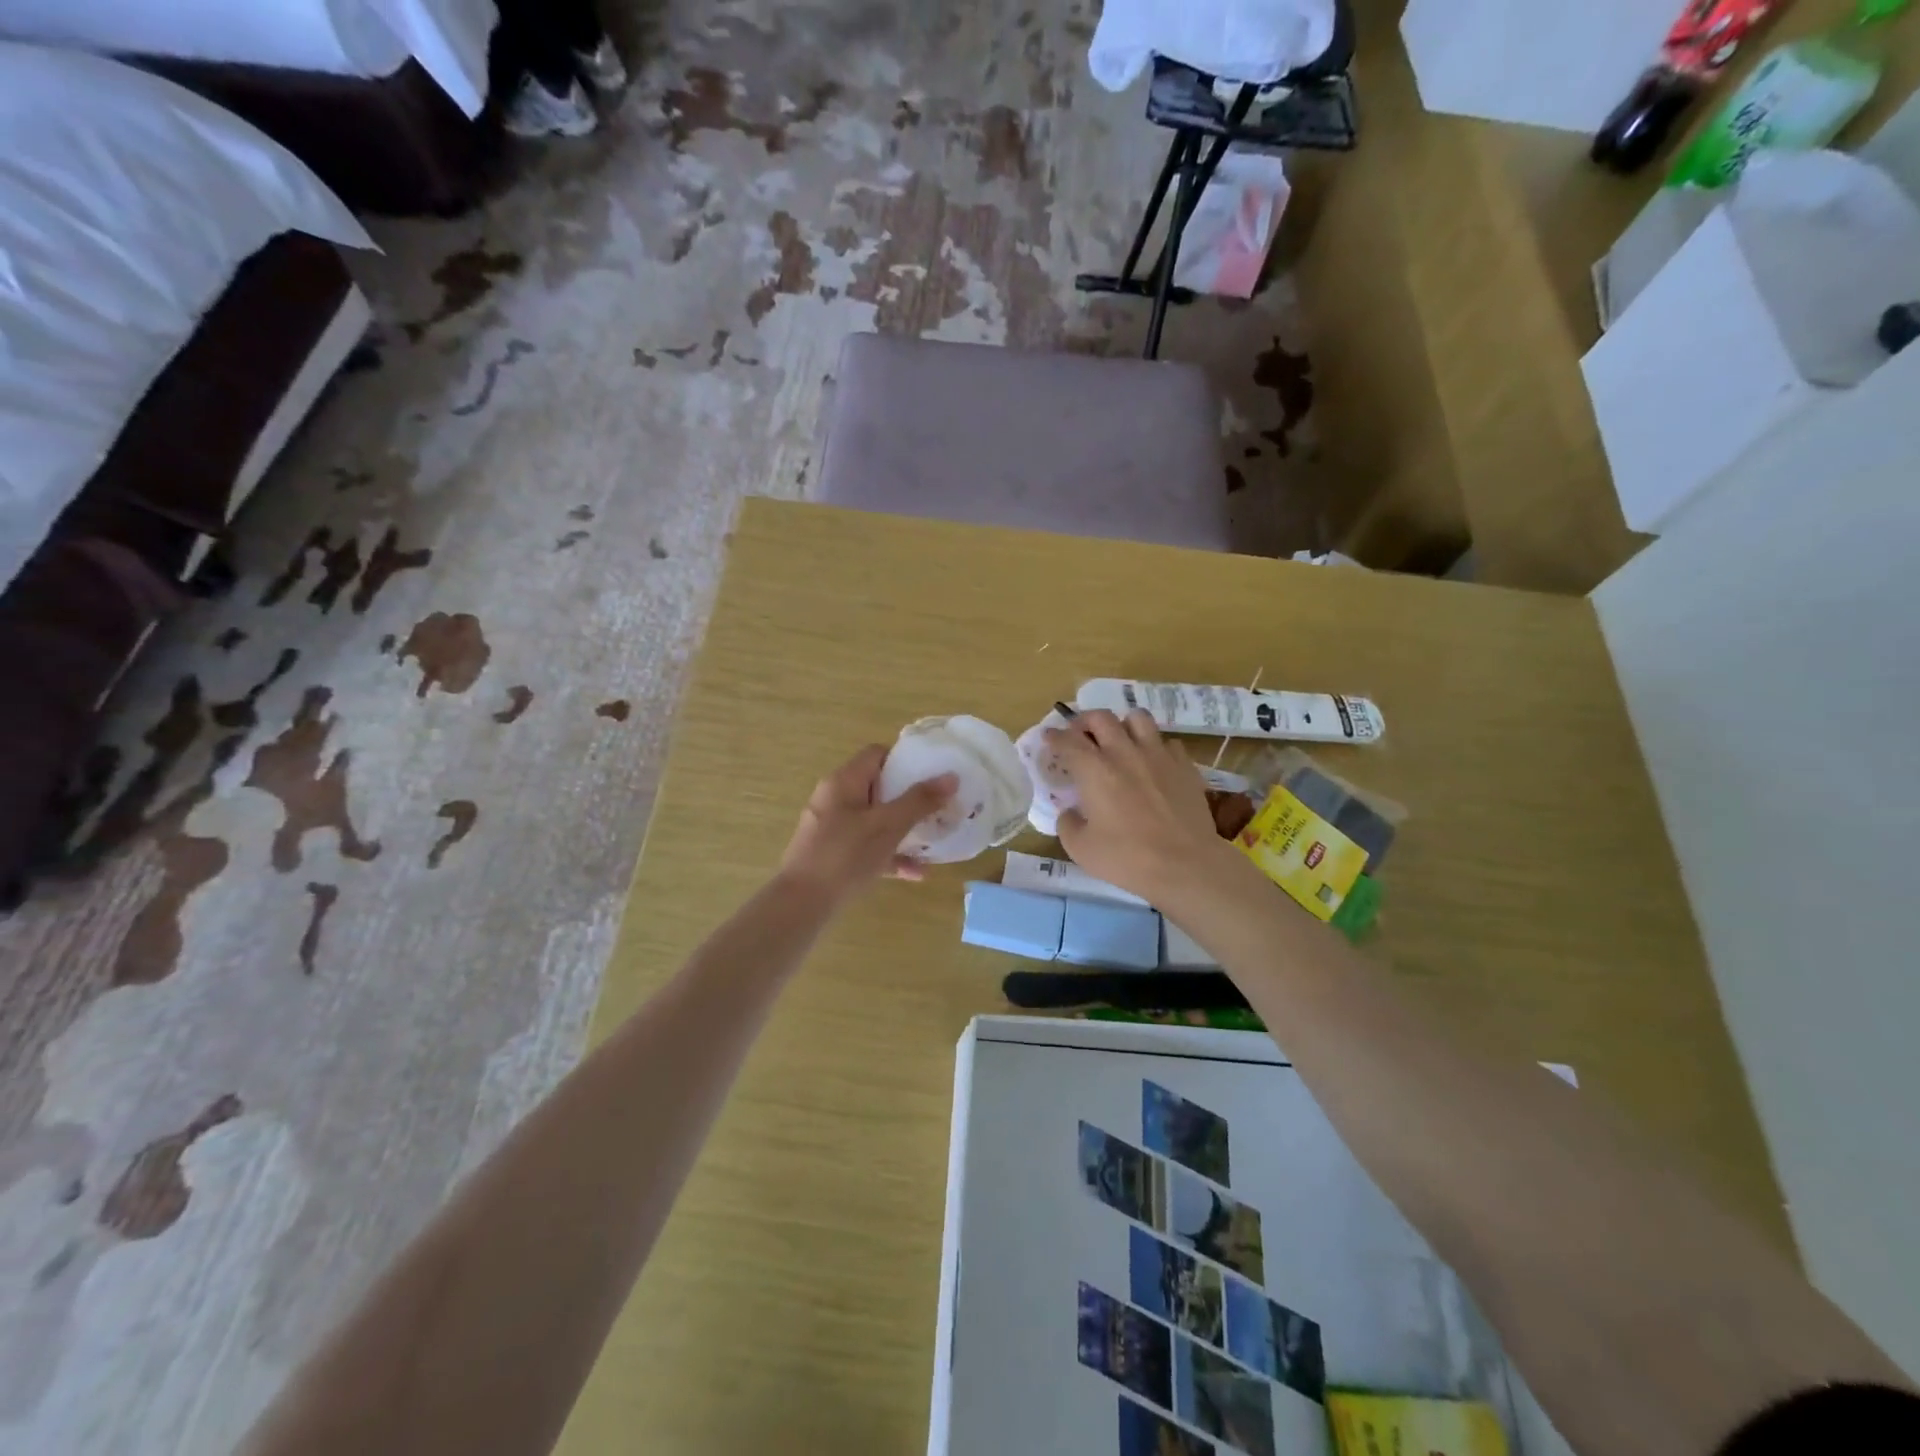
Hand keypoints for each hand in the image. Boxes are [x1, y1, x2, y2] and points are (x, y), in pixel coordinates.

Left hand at [777, 744, 956, 905]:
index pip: (876, 754)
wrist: (801, 904)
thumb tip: (951, 776)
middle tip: (938, 806)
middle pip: (878, 788)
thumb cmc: (845, 855)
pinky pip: (866, 847)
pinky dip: (889, 855)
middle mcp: (835, 799)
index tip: (932, 772)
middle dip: (910, 798)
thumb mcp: (887, 826)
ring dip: (903, 829)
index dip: (905, 759)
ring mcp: (832, 828)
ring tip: (932, 839)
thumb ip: (919, 801)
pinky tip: (916, 874)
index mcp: (843, 782)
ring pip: (874, 820)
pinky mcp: (833, 855)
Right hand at [1044, 710, 1236, 903]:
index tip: (1049, 737)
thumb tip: (1070, 812)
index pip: (1068, 741)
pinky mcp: (1184, 765)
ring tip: (1119, 740)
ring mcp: (1158, 755)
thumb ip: (1067, 824)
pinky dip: (1154, 746)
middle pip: (1101, 718)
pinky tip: (1152, 762)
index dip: (1055, 736)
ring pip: (1138, 718)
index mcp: (1095, 770)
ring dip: (1122, 724)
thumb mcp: (1080, 849)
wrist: (1185, 865)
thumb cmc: (1127, 858)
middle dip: (1084, 722)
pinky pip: (1167, 742)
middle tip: (1080, 735)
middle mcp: (1124, 753)